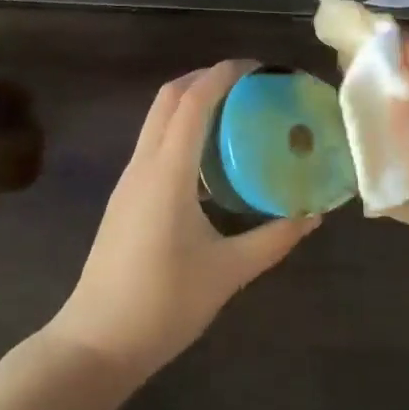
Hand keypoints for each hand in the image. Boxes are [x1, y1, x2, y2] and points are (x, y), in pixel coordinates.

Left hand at [48, 60, 319, 380]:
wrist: (97, 341)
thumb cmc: (163, 304)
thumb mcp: (228, 272)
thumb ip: (273, 239)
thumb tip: (312, 214)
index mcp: (167, 172)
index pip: (193, 102)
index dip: (223, 75)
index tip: (257, 68)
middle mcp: (143, 164)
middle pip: (169, 98)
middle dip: (205, 78)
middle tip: (248, 85)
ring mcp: (129, 179)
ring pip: (157, 118)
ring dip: (191, 102)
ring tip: (234, 113)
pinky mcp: (125, 196)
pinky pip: (154, 142)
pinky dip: (181, 128)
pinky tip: (208, 157)